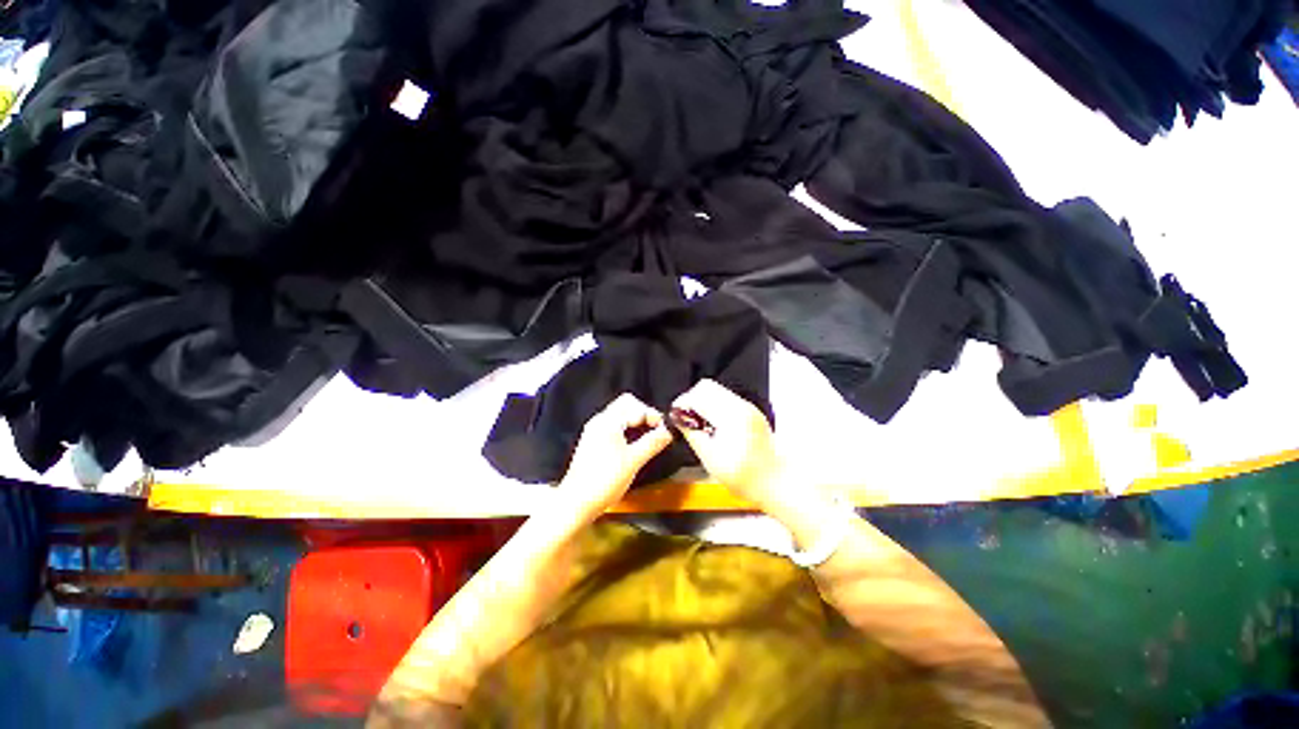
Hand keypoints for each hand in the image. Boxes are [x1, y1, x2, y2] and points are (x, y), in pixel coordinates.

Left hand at [557, 393, 673, 517]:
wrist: (576, 503)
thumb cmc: (606, 480)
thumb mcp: (634, 461)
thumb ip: (653, 442)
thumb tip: (669, 431)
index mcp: (608, 420)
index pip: (635, 406)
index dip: (653, 415)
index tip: (665, 431)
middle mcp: (599, 420)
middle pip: (626, 405)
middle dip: (644, 415)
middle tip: (657, 431)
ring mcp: (594, 431)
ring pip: (620, 416)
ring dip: (636, 423)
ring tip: (649, 439)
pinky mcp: (593, 442)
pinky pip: (614, 427)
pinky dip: (627, 431)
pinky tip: (634, 446)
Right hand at [671, 379, 785, 504]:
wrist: (777, 481)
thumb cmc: (744, 476)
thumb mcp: (710, 458)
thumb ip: (692, 433)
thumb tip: (678, 417)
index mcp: (732, 415)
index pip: (699, 394)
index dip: (683, 403)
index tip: (676, 416)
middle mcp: (741, 405)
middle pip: (707, 386)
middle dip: (691, 399)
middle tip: (685, 419)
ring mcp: (748, 406)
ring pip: (716, 390)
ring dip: (702, 402)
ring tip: (697, 423)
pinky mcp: (750, 411)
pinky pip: (725, 399)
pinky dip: (713, 406)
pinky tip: (711, 425)